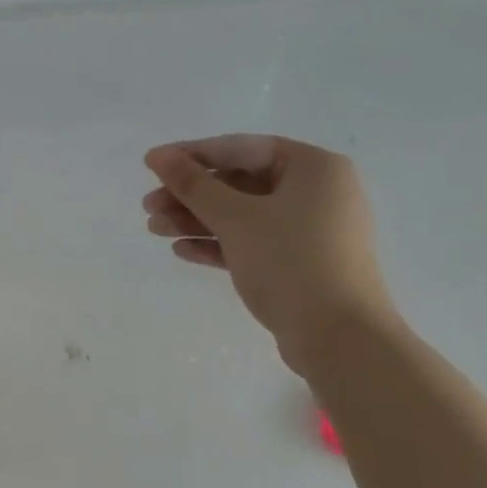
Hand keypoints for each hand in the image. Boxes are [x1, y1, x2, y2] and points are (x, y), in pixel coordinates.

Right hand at [143, 135, 398, 373]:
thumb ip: (193, 184)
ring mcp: (310, 231)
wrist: (338, 338)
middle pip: (240, 184)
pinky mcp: (300, 264)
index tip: (152, 165)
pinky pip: (253, 243)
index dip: (193, 155)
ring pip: (243, 216)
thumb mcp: (235, 218)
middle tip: (148, 207)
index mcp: (314, 168)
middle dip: (190, 196)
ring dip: (197, 221)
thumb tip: (158, 156)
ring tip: (155, 230)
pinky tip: (182, 251)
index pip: (242, 149)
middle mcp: (316, 193)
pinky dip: (219, 245)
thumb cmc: (290, 262)